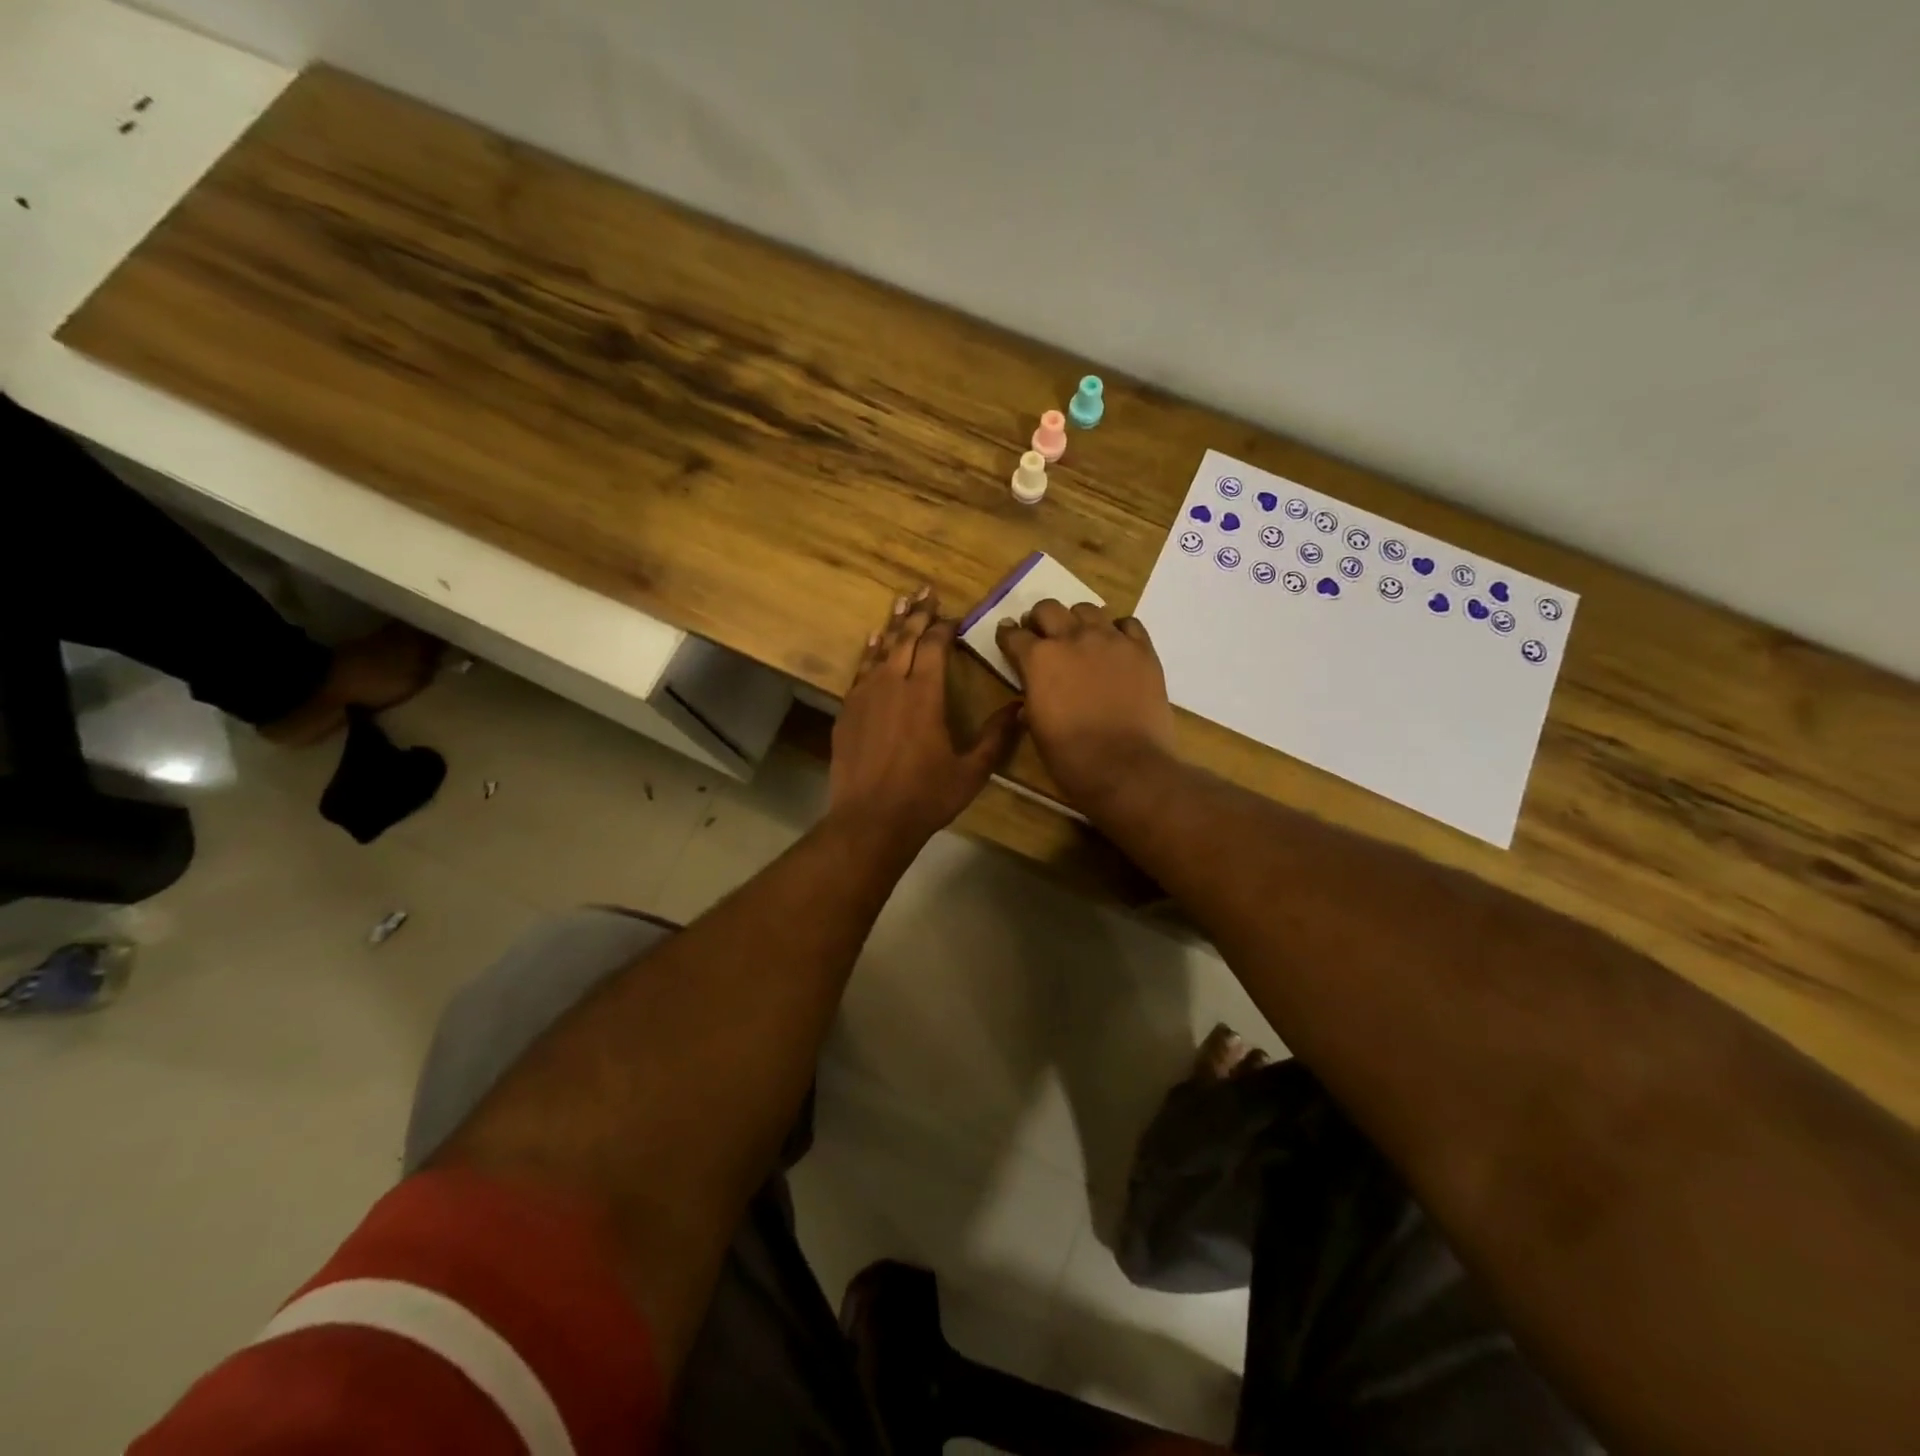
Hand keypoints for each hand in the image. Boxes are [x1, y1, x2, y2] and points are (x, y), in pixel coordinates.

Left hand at [829, 587, 1020, 856]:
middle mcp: (893, 684)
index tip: (954, 616)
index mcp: (925, 694)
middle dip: (919, 613)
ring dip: (893, 624)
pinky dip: (870, 652)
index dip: (945, 627)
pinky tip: (873, 642)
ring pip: (880, 649)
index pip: (935, 646)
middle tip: (927, 590)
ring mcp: (865, 695)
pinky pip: (860, 670)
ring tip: (902, 601)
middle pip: (906, 638)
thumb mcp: (971, 771)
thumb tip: (1020, 708)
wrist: (870, 820)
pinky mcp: (847, 710)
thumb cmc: (925, 796)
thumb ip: (995, 737)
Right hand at [995, 600, 1176, 813]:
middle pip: (1048, 608)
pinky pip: (1128, 624)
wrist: (1127, 768)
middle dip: (1039, 620)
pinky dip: (1117, 631)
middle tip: (1042, 638)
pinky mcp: (1143, 650)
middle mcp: (1072, 638)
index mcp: (1038, 659)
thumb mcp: (1036, 728)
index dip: (1008, 637)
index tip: (1008, 640)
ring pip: (1087, 609)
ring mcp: (1111, 640)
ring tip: (1080, 640)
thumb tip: (1030, 694)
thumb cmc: (1071, 757)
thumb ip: (1031, 698)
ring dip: (1077, 621)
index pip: (1013, 634)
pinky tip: (1115, 647)